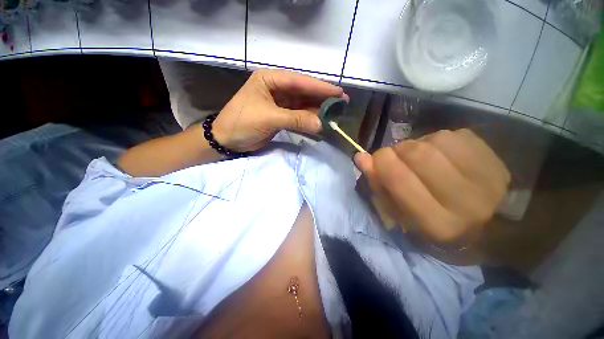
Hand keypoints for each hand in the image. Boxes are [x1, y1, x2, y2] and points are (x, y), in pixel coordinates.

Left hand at [212, 69, 347, 151]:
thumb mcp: (269, 118)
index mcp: (270, 80)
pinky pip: (298, 116)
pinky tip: (320, 122)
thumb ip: (296, 120)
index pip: (299, 82)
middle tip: (342, 102)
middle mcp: (276, 88)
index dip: (319, 87)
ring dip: (317, 110)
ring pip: (302, 105)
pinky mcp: (281, 116)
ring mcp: (279, 103)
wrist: (227, 140)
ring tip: (334, 114)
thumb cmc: (242, 123)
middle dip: (322, 98)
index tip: (338, 92)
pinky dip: (309, 120)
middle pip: (303, 92)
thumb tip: (321, 124)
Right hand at [355, 129, 510, 246]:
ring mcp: (488, 178)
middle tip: (399, 158)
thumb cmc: (431, 223)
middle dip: (399, 151)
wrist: (486, 226)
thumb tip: (361, 157)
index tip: (377, 159)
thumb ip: (378, 184)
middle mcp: (466, 202)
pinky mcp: (497, 160)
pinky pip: (454, 135)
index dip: (381, 161)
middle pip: (417, 154)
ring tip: (422, 159)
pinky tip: (442, 156)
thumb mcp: (397, 212)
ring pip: (435, 141)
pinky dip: (438, 141)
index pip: (398, 177)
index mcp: (436, 223)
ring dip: (419, 145)